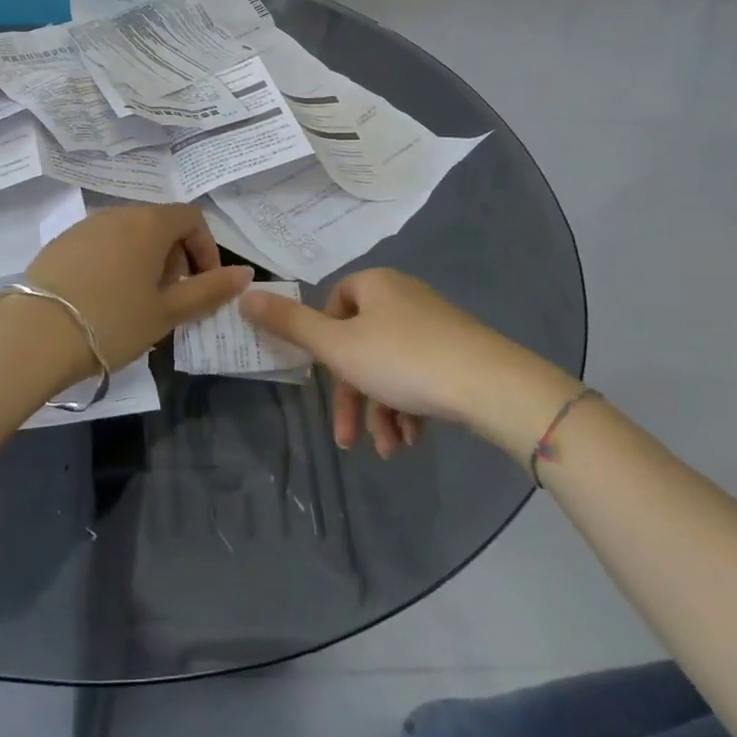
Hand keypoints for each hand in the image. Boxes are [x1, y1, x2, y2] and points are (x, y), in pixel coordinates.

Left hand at [26, 205, 252, 369]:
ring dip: (145, 261)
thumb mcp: (167, 312)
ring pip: (128, 235)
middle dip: (175, 257)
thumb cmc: (113, 321)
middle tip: (173, 298)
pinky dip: (115, 263)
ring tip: (139, 303)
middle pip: (159, 224)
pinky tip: (104, 300)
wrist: (35, 335)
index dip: (206, 249)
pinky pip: (100, 244)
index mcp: (149, 223)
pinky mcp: (60, 243)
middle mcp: (117, 214)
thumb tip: (244, 273)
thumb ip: (209, 290)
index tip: (204, 285)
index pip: (191, 218)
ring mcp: (84, 226)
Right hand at [238, 269, 576, 459]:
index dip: (325, 344)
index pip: (334, 305)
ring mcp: (436, 324)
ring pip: (390, 367)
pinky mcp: (460, 352)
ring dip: (381, 411)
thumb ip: (289, 324)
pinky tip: (412, 441)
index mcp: (376, 285)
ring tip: (388, 451)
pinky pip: (420, 376)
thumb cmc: (404, 360)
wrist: (492, 386)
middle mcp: (405, 297)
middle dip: (353, 396)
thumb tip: (244, 294)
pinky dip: (409, 408)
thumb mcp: (338, 347)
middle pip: (361, 344)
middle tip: (348, 437)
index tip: (327, 376)